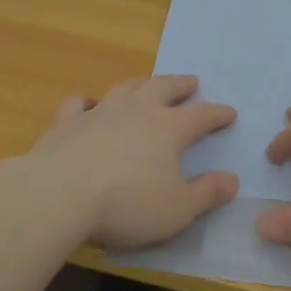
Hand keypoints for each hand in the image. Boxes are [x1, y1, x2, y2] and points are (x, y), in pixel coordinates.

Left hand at [25, 74, 238, 249]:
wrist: (59, 194)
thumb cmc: (126, 204)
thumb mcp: (177, 209)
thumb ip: (206, 193)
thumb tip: (232, 180)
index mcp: (168, 128)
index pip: (201, 116)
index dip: (217, 114)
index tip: (229, 112)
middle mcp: (137, 111)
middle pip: (163, 88)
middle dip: (180, 85)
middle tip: (191, 81)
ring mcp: (100, 112)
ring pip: (125, 88)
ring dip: (140, 84)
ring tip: (147, 83)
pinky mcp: (67, 123)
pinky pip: (79, 103)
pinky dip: (87, 101)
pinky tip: (88, 103)